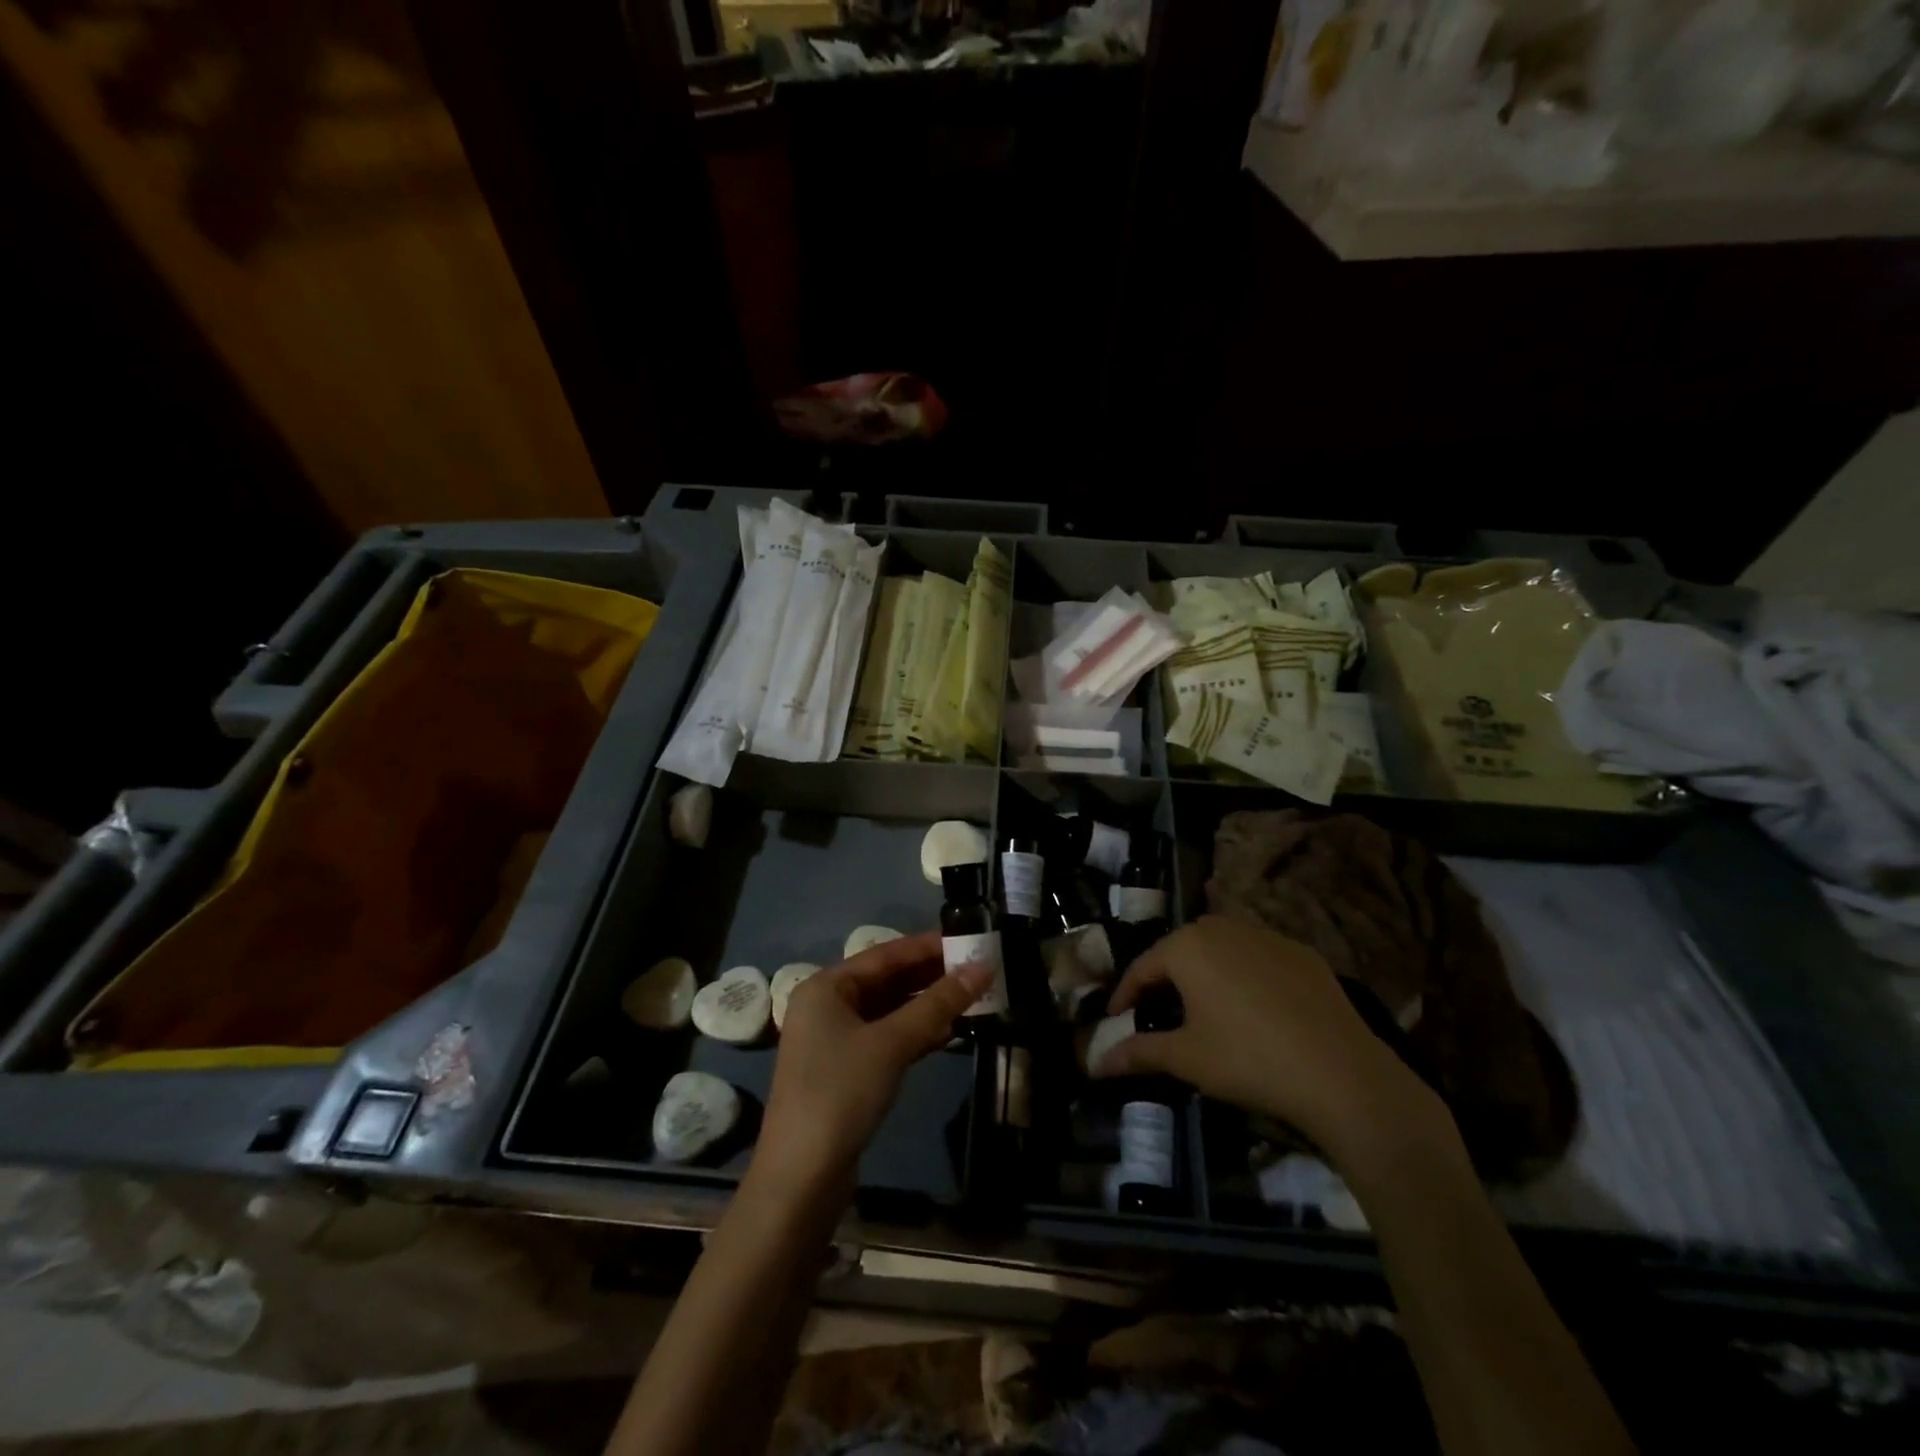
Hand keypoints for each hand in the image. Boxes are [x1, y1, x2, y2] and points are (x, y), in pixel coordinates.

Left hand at [754, 931, 990, 1199]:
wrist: (801, 1179)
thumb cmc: (841, 1093)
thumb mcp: (892, 1043)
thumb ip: (938, 1004)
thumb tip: (983, 968)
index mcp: (826, 987)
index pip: (886, 954)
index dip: (928, 946)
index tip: (968, 939)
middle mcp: (827, 1006)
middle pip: (887, 981)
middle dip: (931, 976)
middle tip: (977, 968)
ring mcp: (835, 1040)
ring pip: (889, 1011)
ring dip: (928, 1006)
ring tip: (972, 996)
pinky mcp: (847, 1071)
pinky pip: (887, 1038)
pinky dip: (916, 1033)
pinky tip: (950, 1032)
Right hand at [1097, 916, 1447, 1166]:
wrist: (1342, 1075)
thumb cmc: (1248, 1059)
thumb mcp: (1186, 1058)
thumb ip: (1138, 1053)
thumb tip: (1095, 1062)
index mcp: (1188, 946)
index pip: (1142, 967)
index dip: (1125, 995)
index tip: (1116, 1020)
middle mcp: (1223, 927)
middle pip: (1181, 950)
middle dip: (1165, 979)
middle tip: (1158, 1013)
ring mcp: (1267, 936)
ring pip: (1221, 948)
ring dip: (1205, 973)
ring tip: (1202, 1008)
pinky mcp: (1303, 954)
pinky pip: (1258, 957)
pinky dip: (1244, 976)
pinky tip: (1253, 1009)